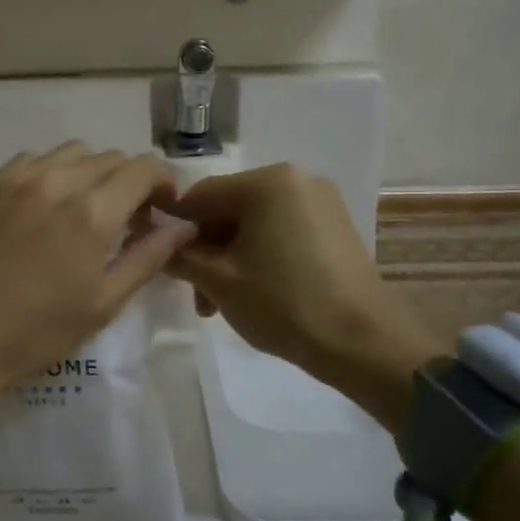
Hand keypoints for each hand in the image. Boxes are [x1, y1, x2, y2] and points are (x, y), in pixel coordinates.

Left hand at [0, 143, 195, 421]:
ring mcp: (16, 179)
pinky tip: (45, 206)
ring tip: (85, 209)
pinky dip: (52, 173)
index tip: (162, 210)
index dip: (163, 183)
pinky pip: (32, 160)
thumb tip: (185, 227)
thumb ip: (149, 257)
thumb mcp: (103, 303)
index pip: (144, 168)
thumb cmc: (35, 333)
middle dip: (130, 182)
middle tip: (127, 220)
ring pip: (71, 153)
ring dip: (91, 173)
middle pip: (111, 158)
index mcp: (92, 212)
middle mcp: (57, 181)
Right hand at [168, 164, 441, 424]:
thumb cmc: (284, 303)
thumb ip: (180, 255)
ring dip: (229, 258)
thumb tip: (155, 241)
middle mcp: (296, 179)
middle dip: (206, 250)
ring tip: (220, 304)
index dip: (173, 229)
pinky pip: (281, 232)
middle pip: (228, 209)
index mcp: (267, 181)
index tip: (161, 263)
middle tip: (196, 295)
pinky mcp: (334, 227)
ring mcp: (320, 202)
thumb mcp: (219, 280)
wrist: (364, 341)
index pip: (199, 196)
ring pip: (254, 223)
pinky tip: (253, 292)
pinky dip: (259, 256)